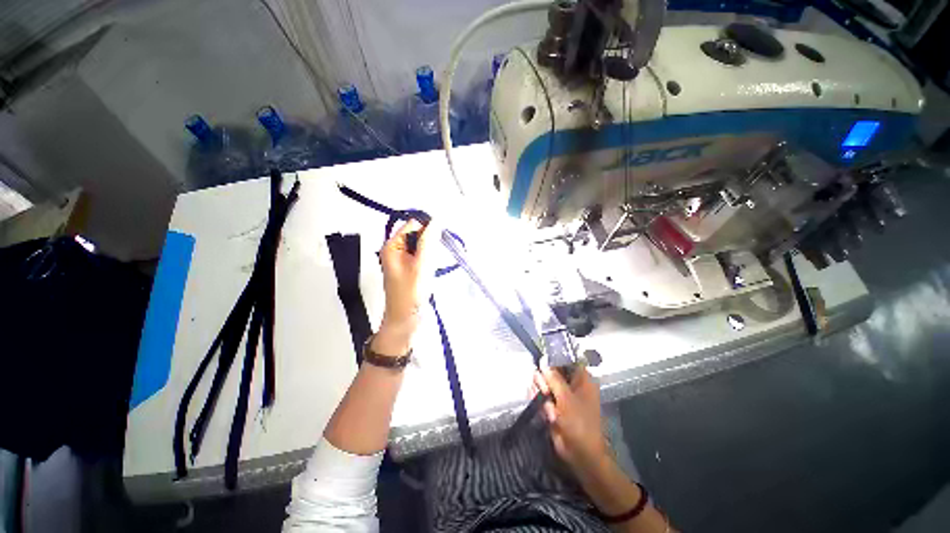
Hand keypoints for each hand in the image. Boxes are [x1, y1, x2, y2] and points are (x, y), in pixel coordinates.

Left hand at [373, 219, 432, 354]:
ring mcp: (403, 260)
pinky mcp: (410, 268)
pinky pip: (422, 256)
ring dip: (430, 253)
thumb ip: (428, 241)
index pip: (413, 225)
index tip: (440, 239)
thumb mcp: (421, 265)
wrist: (405, 319)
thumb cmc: (411, 293)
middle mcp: (396, 250)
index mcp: (392, 246)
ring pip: (422, 246)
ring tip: (430, 268)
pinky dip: (429, 261)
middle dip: (429, 243)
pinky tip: (430, 271)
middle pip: (417, 234)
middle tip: (432, 259)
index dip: (428, 228)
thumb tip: (436, 221)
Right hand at [534, 367, 609, 476]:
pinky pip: (543, 396)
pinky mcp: (554, 406)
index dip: (553, 359)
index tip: (542, 362)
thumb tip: (543, 361)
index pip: (566, 359)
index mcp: (582, 379)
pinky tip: (546, 413)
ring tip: (549, 408)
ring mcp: (562, 395)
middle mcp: (572, 384)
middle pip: (551, 371)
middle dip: (545, 380)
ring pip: (545, 383)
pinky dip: (542, 402)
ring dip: (542, 393)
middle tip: (545, 390)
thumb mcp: (566, 397)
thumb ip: (553, 378)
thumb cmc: (579, 422)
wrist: (580, 453)